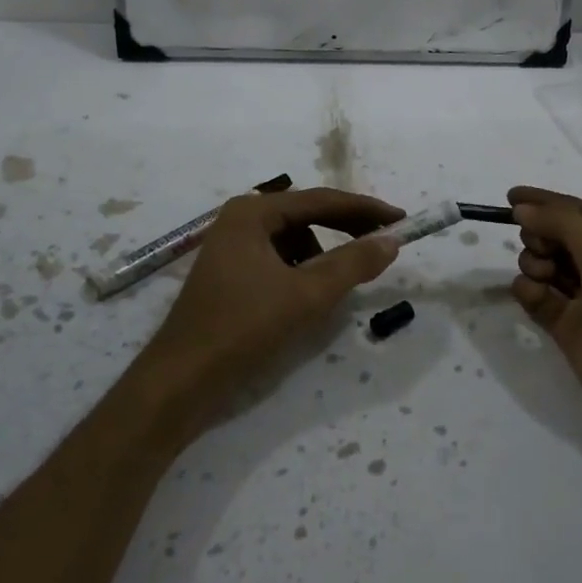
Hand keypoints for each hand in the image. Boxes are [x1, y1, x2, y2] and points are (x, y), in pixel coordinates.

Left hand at [137, 188, 403, 440]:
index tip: (401, 220)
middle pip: (306, 216)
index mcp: (253, 212)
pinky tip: (308, 297)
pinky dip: (301, 272)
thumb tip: (391, 240)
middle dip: (345, 230)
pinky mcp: (230, 273)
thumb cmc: (243, 328)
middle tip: (383, 244)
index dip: (365, 210)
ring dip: (322, 255)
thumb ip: (352, 264)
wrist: (181, 381)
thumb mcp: (306, 295)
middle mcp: (240, 219)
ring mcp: (231, 246)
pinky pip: (278, 260)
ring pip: (294, 241)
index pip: (321, 200)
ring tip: (339, 283)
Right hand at [508, 186, 581, 450]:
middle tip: (540, 248)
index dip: (544, 201)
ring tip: (541, 276)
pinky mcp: (567, 325)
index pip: (577, 209)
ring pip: (543, 263)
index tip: (508, 196)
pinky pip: (536, 295)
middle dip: (540, 234)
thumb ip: (562, 224)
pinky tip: (532, 296)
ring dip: (534, 262)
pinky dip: (529, 291)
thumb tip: (522, 208)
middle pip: (556, 234)